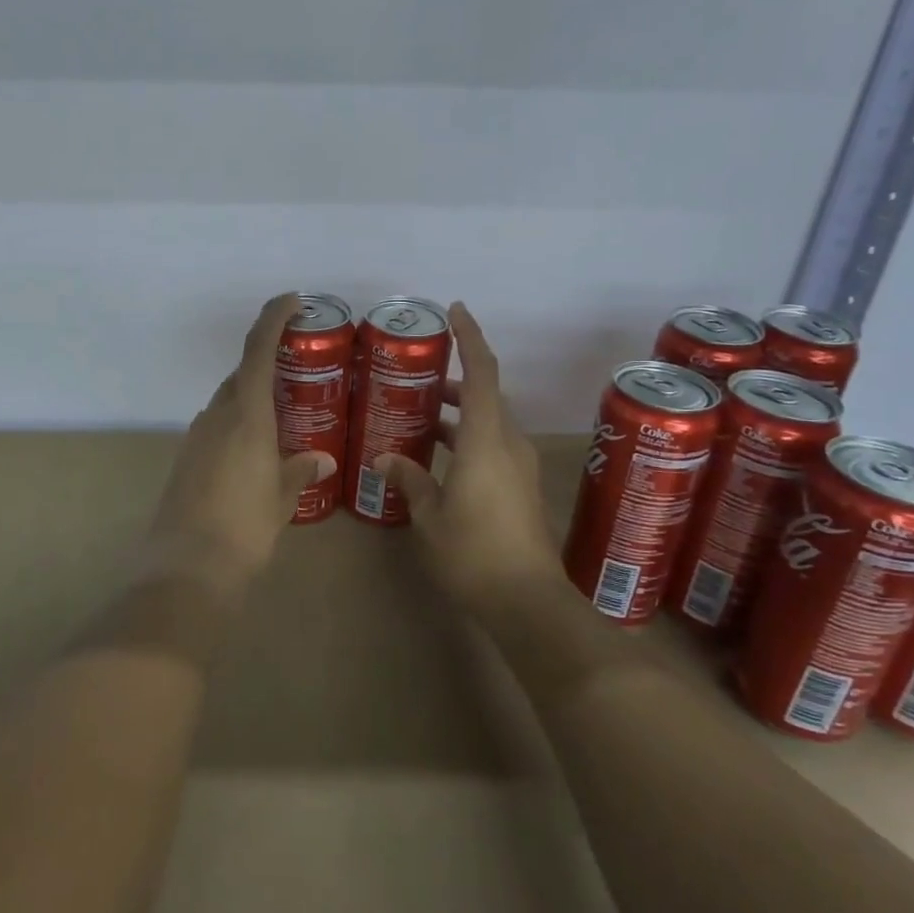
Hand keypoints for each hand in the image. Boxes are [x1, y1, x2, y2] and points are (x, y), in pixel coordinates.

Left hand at [143, 293, 333, 593]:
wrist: (186, 567)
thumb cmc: (244, 527)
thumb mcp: (282, 498)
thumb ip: (301, 470)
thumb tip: (323, 459)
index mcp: (246, 415)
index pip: (258, 350)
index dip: (273, 318)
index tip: (292, 300)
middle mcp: (217, 415)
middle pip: (243, 374)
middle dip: (268, 364)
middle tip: (299, 372)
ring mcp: (197, 436)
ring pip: (228, 400)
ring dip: (252, 396)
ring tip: (284, 414)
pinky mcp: (186, 458)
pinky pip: (217, 425)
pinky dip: (238, 422)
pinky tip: (255, 449)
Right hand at [376, 303, 565, 613]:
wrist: (527, 601)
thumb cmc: (473, 553)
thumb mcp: (429, 516)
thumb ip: (410, 480)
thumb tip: (386, 459)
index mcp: (485, 440)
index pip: (481, 373)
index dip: (470, 337)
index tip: (455, 311)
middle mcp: (508, 443)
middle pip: (485, 395)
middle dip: (454, 380)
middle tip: (418, 377)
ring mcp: (519, 465)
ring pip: (489, 422)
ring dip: (459, 413)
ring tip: (421, 417)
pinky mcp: (521, 487)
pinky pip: (493, 445)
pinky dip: (467, 438)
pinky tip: (439, 459)